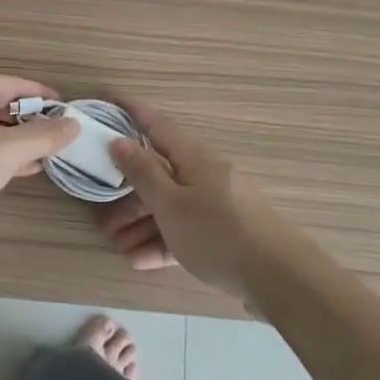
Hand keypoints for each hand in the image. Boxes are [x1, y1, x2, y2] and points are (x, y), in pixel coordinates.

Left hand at [0, 75, 79, 248]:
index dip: (42, 95)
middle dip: (30, 121)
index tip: (66, 108)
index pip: (14, 84)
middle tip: (58, 135)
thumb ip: (44, 136)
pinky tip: (20, 170)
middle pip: (0, 105)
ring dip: (16, 141)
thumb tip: (73, 124)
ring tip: (45, 154)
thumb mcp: (10, 149)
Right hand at [99, 106, 295, 299]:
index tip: (110, 101)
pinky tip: (139, 261)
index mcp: (192, 157)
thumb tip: (119, 140)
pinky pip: (184, 231)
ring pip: (169, 206)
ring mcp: (215, 205)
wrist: (279, 278)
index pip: (156, 125)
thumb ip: (142, 172)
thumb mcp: (171, 204)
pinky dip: (161, 242)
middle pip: (158, 174)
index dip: (133, 112)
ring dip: (140, 224)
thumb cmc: (217, 232)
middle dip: (127, 194)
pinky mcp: (223, 235)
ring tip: (115, 245)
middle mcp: (204, 174)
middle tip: (99, 215)